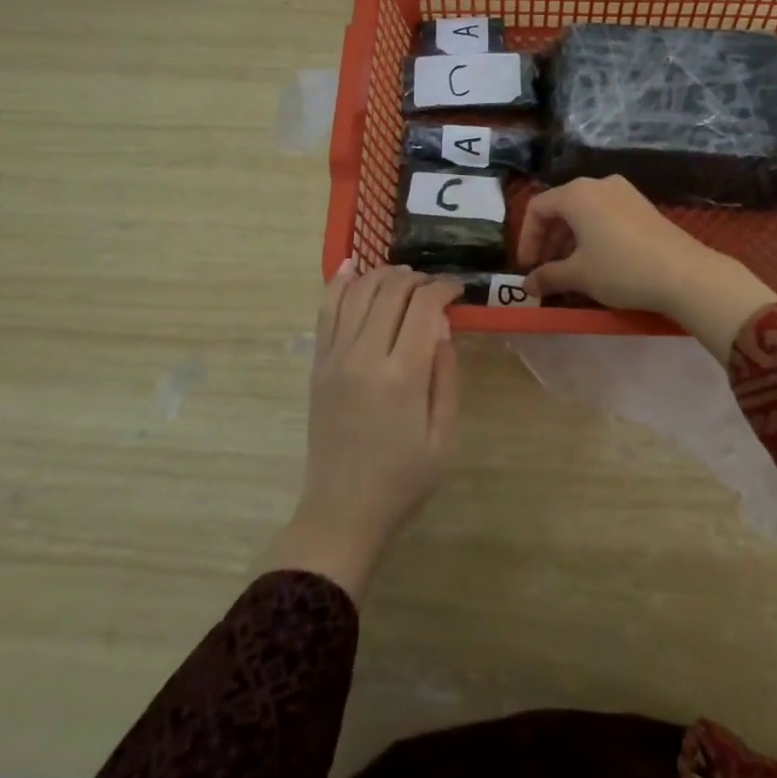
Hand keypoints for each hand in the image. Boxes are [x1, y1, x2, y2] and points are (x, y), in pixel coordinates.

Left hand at [262, 264, 462, 603]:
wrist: (343, 511)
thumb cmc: (403, 480)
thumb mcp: (442, 435)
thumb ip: (445, 376)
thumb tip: (443, 328)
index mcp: (402, 376)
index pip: (424, 308)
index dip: (444, 289)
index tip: (458, 290)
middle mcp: (364, 356)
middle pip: (390, 291)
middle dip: (417, 278)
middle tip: (434, 286)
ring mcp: (335, 357)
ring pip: (358, 292)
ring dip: (383, 275)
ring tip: (403, 277)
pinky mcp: (318, 364)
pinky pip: (326, 311)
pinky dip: (338, 283)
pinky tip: (351, 265)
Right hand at [516, 176, 776, 360]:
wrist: (685, 274)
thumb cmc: (621, 269)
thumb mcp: (579, 276)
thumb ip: (547, 276)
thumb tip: (526, 285)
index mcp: (577, 194)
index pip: (538, 207)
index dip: (527, 238)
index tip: (527, 267)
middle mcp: (598, 184)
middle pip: (561, 207)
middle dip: (548, 240)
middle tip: (545, 270)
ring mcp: (624, 192)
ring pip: (584, 211)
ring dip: (569, 239)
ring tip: (569, 270)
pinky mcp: (642, 206)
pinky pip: (605, 215)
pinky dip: (592, 235)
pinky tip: (596, 261)